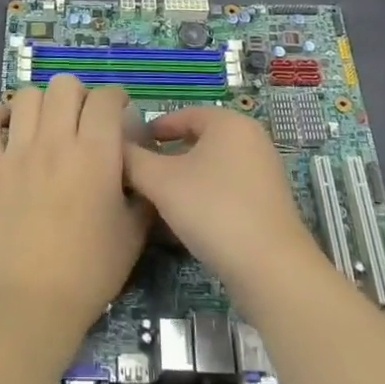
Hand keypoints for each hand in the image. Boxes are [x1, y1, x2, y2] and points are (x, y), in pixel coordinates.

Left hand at [0, 75, 151, 358]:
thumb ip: (142, 190)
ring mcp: (16, 152)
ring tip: (47, 125)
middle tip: (83, 121)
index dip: (116, 99)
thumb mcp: (134, 231)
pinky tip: (7, 127)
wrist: (32, 302)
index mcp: (95, 153)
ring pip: (27, 96)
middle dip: (79, 95)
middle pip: (64, 85)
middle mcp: (55, 141)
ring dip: (42, 103)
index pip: (106, 97)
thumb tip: (139, 166)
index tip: (118, 115)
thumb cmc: (90, 270)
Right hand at [124, 106, 323, 306]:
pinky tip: (182, 225)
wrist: (270, 269)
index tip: (129, 148)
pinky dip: (202, 200)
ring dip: (181, 183)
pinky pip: (225, 192)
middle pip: (197, 142)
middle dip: (165, 159)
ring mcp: (263, 174)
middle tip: (138, 177)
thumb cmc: (213, 209)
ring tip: (155, 203)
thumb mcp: (160, 182)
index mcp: (229, 123)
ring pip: (210, 170)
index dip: (152, 129)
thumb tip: (114, 147)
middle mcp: (251, 140)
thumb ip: (132, 160)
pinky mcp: (267, 205)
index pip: (182, 114)